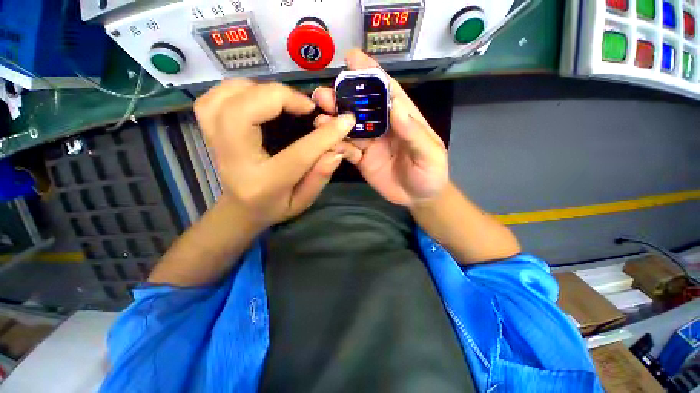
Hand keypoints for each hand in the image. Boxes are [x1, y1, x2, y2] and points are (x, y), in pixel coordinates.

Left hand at [194, 79, 359, 227]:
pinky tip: (257, 97)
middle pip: (244, 113)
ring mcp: (215, 142)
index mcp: (264, 183)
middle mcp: (234, 160)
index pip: (298, 154)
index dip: (325, 135)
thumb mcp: (303, 201)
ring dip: (258, 89)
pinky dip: (237, 89)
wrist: (241, 209)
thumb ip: (320, 177)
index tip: (345, 120)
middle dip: (280, 97)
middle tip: (306, 106)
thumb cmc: (275, 207)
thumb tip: (336, 150)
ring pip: (225, 98)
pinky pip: (214, 98)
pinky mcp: (210, 131)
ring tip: (283, 100)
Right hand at [313, 50, 448, 205]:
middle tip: (323, 95)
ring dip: (333, 122)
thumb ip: (413, 132)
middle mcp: (383, 127)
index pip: (386, 91)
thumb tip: (395, 105)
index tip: (351, 58)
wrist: (419, 197)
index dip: (370, 73)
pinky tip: (327, 144)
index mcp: (402, 118)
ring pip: (349, 128)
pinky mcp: (362, 160)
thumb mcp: (430, 153)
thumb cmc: (431, 173)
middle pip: (361, 108)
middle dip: (342, 98)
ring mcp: (370, 144)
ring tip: (319, 120)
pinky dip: (336, 146)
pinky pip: (347, 150)